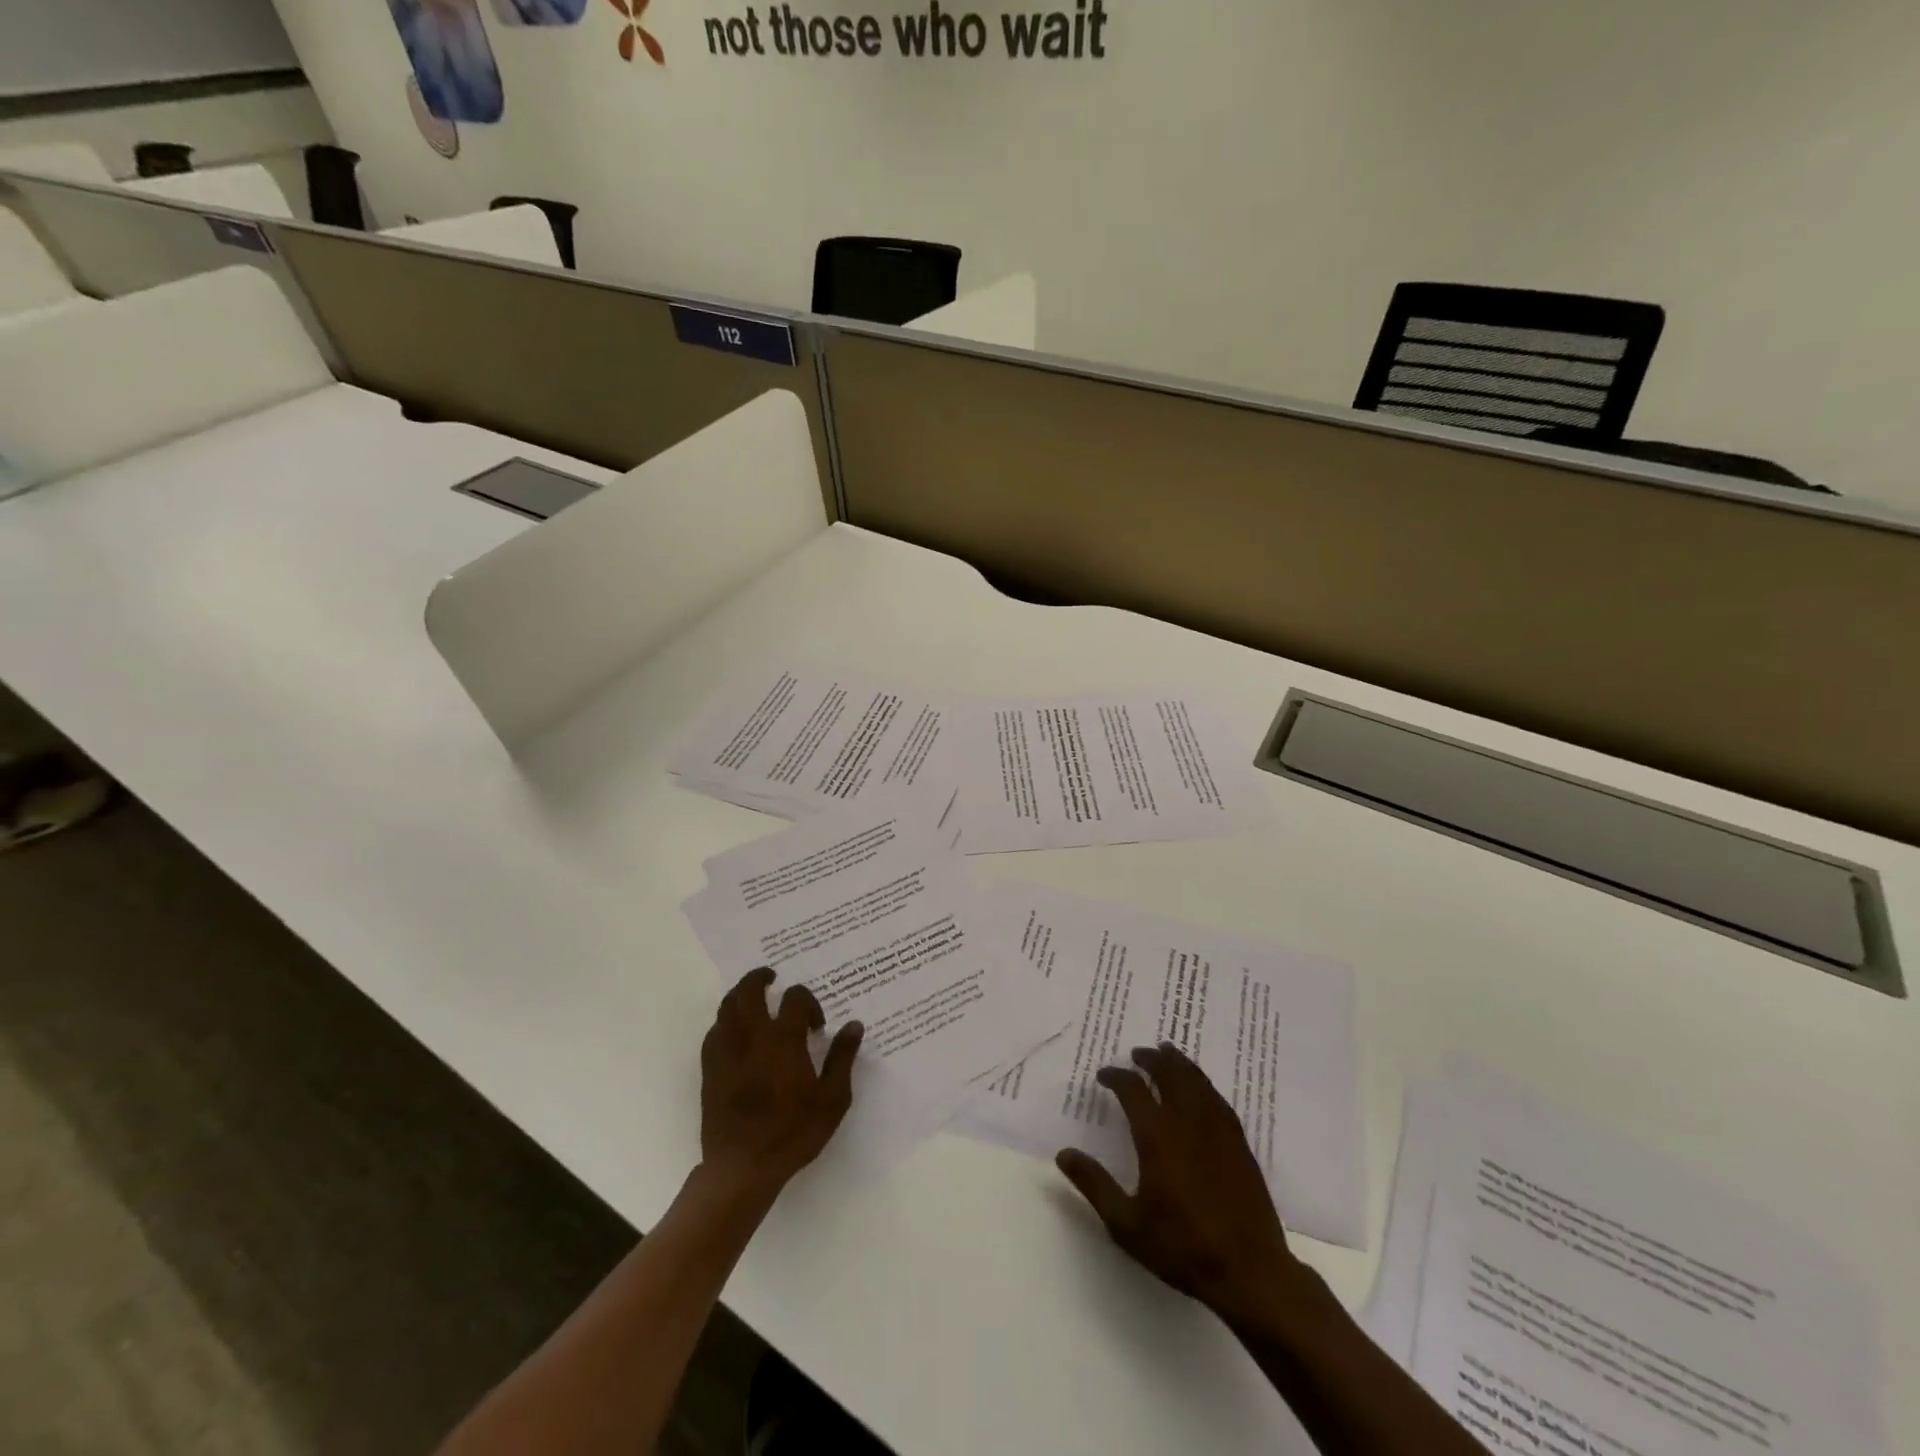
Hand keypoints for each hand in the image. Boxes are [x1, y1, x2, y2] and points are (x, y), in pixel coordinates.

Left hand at [699, 969, 861, 1202]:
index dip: (808, 1002)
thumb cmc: (793, 1133)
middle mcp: (752, 1037)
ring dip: (740, 996)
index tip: (815, 1025)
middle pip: (749, 990)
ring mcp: (726, 1052)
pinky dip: (725, 1022)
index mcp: (783, 1040)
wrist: (743, 1168)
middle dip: (760, 978)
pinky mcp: (710, 1070)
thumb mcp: (832, 1099)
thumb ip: (842, 1058)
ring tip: (754, 1000)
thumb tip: (854, 1025)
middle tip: (772, 978)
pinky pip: (714, 1032)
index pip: (794, 998)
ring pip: (726, 1007)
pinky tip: (736, 1034)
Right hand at [1056, 1044, 1328, 1334]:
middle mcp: (1187, 1122)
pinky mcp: (1239, 1143)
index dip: (1116, 1077)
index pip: (1132, 1090)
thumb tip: (1063, 1154)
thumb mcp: (1126, 1223)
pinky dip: (1204, 1083)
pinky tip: (1201, 1086)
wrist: (1249, 1271)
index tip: (1104, 1075)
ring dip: (1179, 1063)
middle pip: (1169, 1074)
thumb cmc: (1182, 1247)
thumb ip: (1094, 1184)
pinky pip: (1218, 1099)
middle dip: (1151, 1060)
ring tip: (1168, 1053)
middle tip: (1138, 1053)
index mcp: (1157, 1136)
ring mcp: (1217, 1130)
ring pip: (1196, 1081)